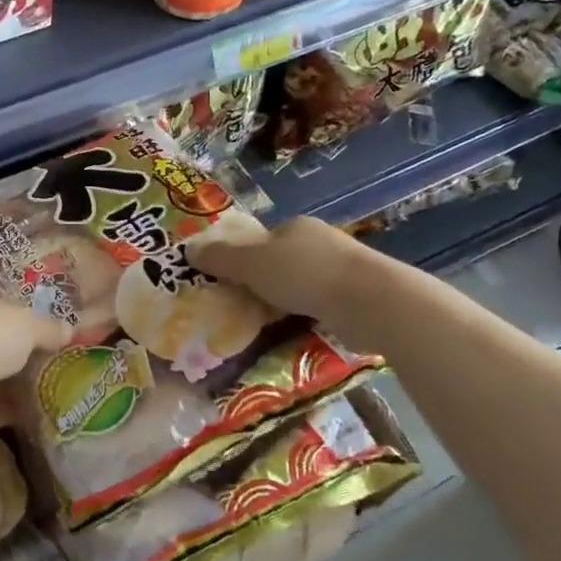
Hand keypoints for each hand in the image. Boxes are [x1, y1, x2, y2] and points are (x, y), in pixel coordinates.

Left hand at [0, 283, 69, 433]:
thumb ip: (49, 327)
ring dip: (9, 380)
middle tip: (48, 360)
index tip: (41, 326)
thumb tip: (70, 329)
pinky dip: (4, 407)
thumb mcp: (28, 324)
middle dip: (15, 349)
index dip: (17, 311)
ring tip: (44, 388)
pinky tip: (30, 413)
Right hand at [189, 217, 401, 344]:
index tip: (227, 283)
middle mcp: (319, 243)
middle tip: (240, 308)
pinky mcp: (355, 298)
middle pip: (279, 262)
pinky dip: (304, 317)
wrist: (372, 302)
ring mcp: (341, 271)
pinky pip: (318, 306)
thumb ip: (221, 258)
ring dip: (283, 303)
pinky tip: (294, 334)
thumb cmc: (306, 274)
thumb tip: (189, 249)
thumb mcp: (252, 264)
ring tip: (263, 326)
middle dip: (261, 283)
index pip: (261, 240)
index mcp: (295, 227)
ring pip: (300, 286)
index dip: (241, 259)